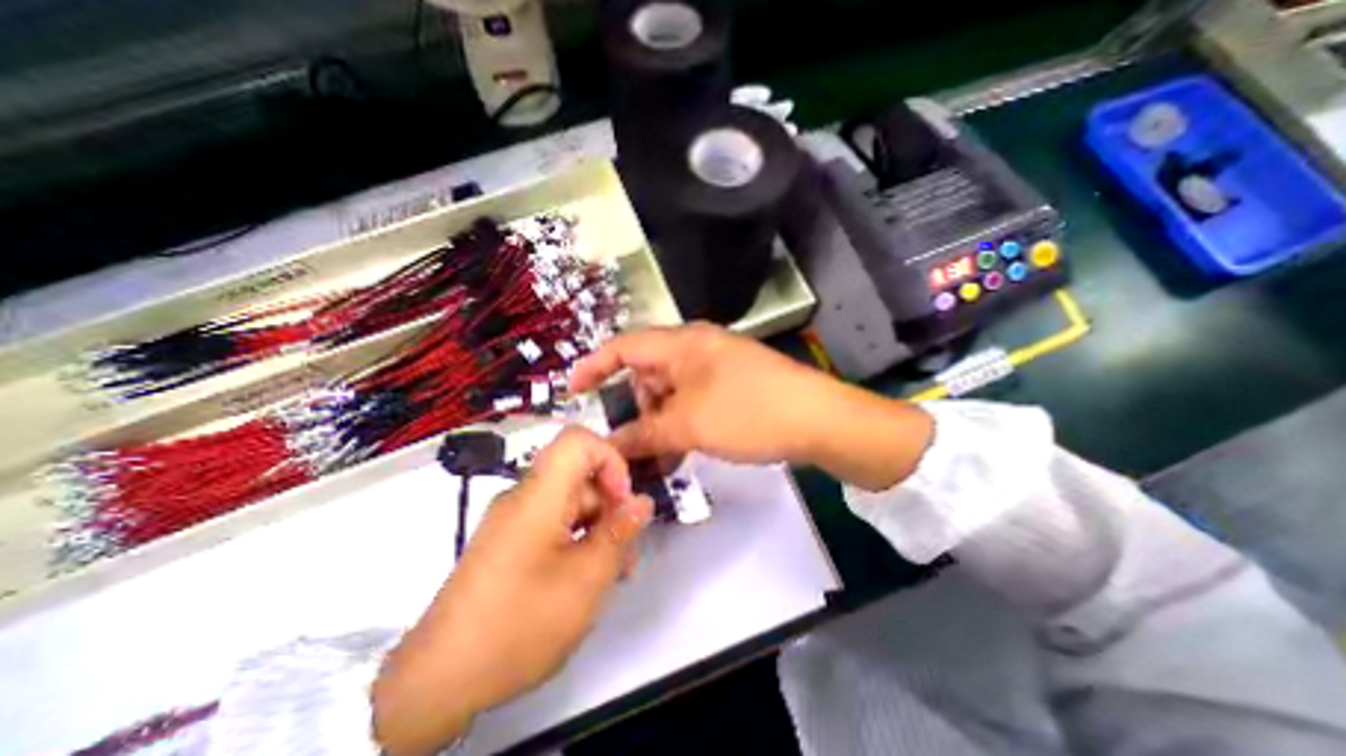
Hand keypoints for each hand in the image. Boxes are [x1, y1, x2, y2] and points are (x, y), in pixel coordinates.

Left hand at [371, 428, 657, 751]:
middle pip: (579, 476)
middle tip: (627, 548)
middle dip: (611, 504)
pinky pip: (554, 524)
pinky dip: (578, 540)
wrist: (437, 682)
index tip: (623, 500)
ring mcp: (515, 521)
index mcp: (539, 495)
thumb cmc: (519, 624)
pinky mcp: (510, 543)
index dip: (610, 459)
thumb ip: (619, 534)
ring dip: (598, 527)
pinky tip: (588, 576)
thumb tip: (641, 501)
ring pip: (571, 503)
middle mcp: (524, 497)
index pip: (578, 441)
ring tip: (615, 571)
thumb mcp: (585, 580)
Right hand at [563, 321, 931, 491]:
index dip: (594, 366)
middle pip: (648, 374)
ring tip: (661, 458)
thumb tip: (609, 448)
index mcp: (682, 343)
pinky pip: (693, 402)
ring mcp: (716, 367)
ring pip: (671, 393)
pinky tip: (684, 451)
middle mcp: (696, 349)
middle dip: (636, 409)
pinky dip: (682, 425)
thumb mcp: (689, 424)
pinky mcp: (732, 387)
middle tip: (634, 445)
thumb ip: (644, 435)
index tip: (572, 391)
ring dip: (660, 423)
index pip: (624, 346)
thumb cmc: (748, 412)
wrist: (819, 420)